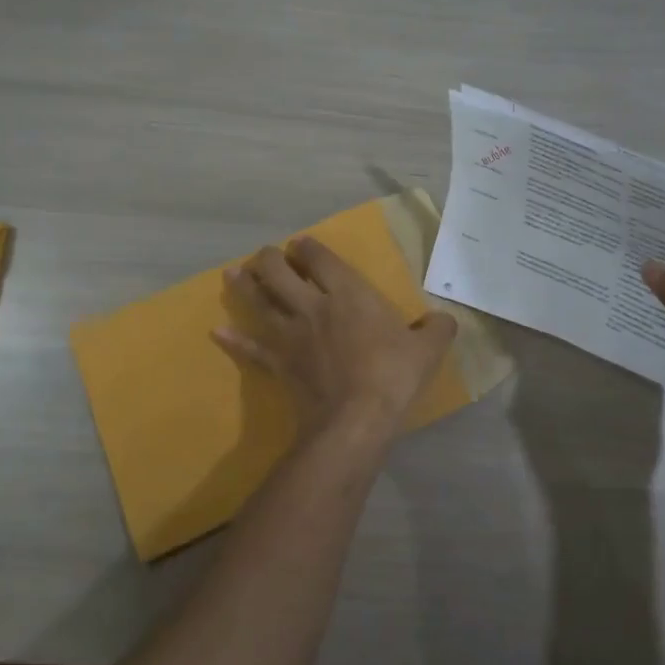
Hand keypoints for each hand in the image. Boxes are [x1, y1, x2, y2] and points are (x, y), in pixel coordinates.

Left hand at [216, 236, 458, 440]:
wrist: (355, 419)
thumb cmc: (392, 375)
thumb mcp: (428, 349)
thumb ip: (437, 328)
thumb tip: (445, 320)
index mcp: (348, 293)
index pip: (320, 258)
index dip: (308, 247)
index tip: (302, 245)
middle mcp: (313, 306)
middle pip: (279, 272)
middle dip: (270, 259)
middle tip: (268, 256)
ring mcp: (290, 334)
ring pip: (259, 302)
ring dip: (245, 286)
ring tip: (232, 274)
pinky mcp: (278, 363)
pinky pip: (251, 348)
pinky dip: (234, 340)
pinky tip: (218, 332)